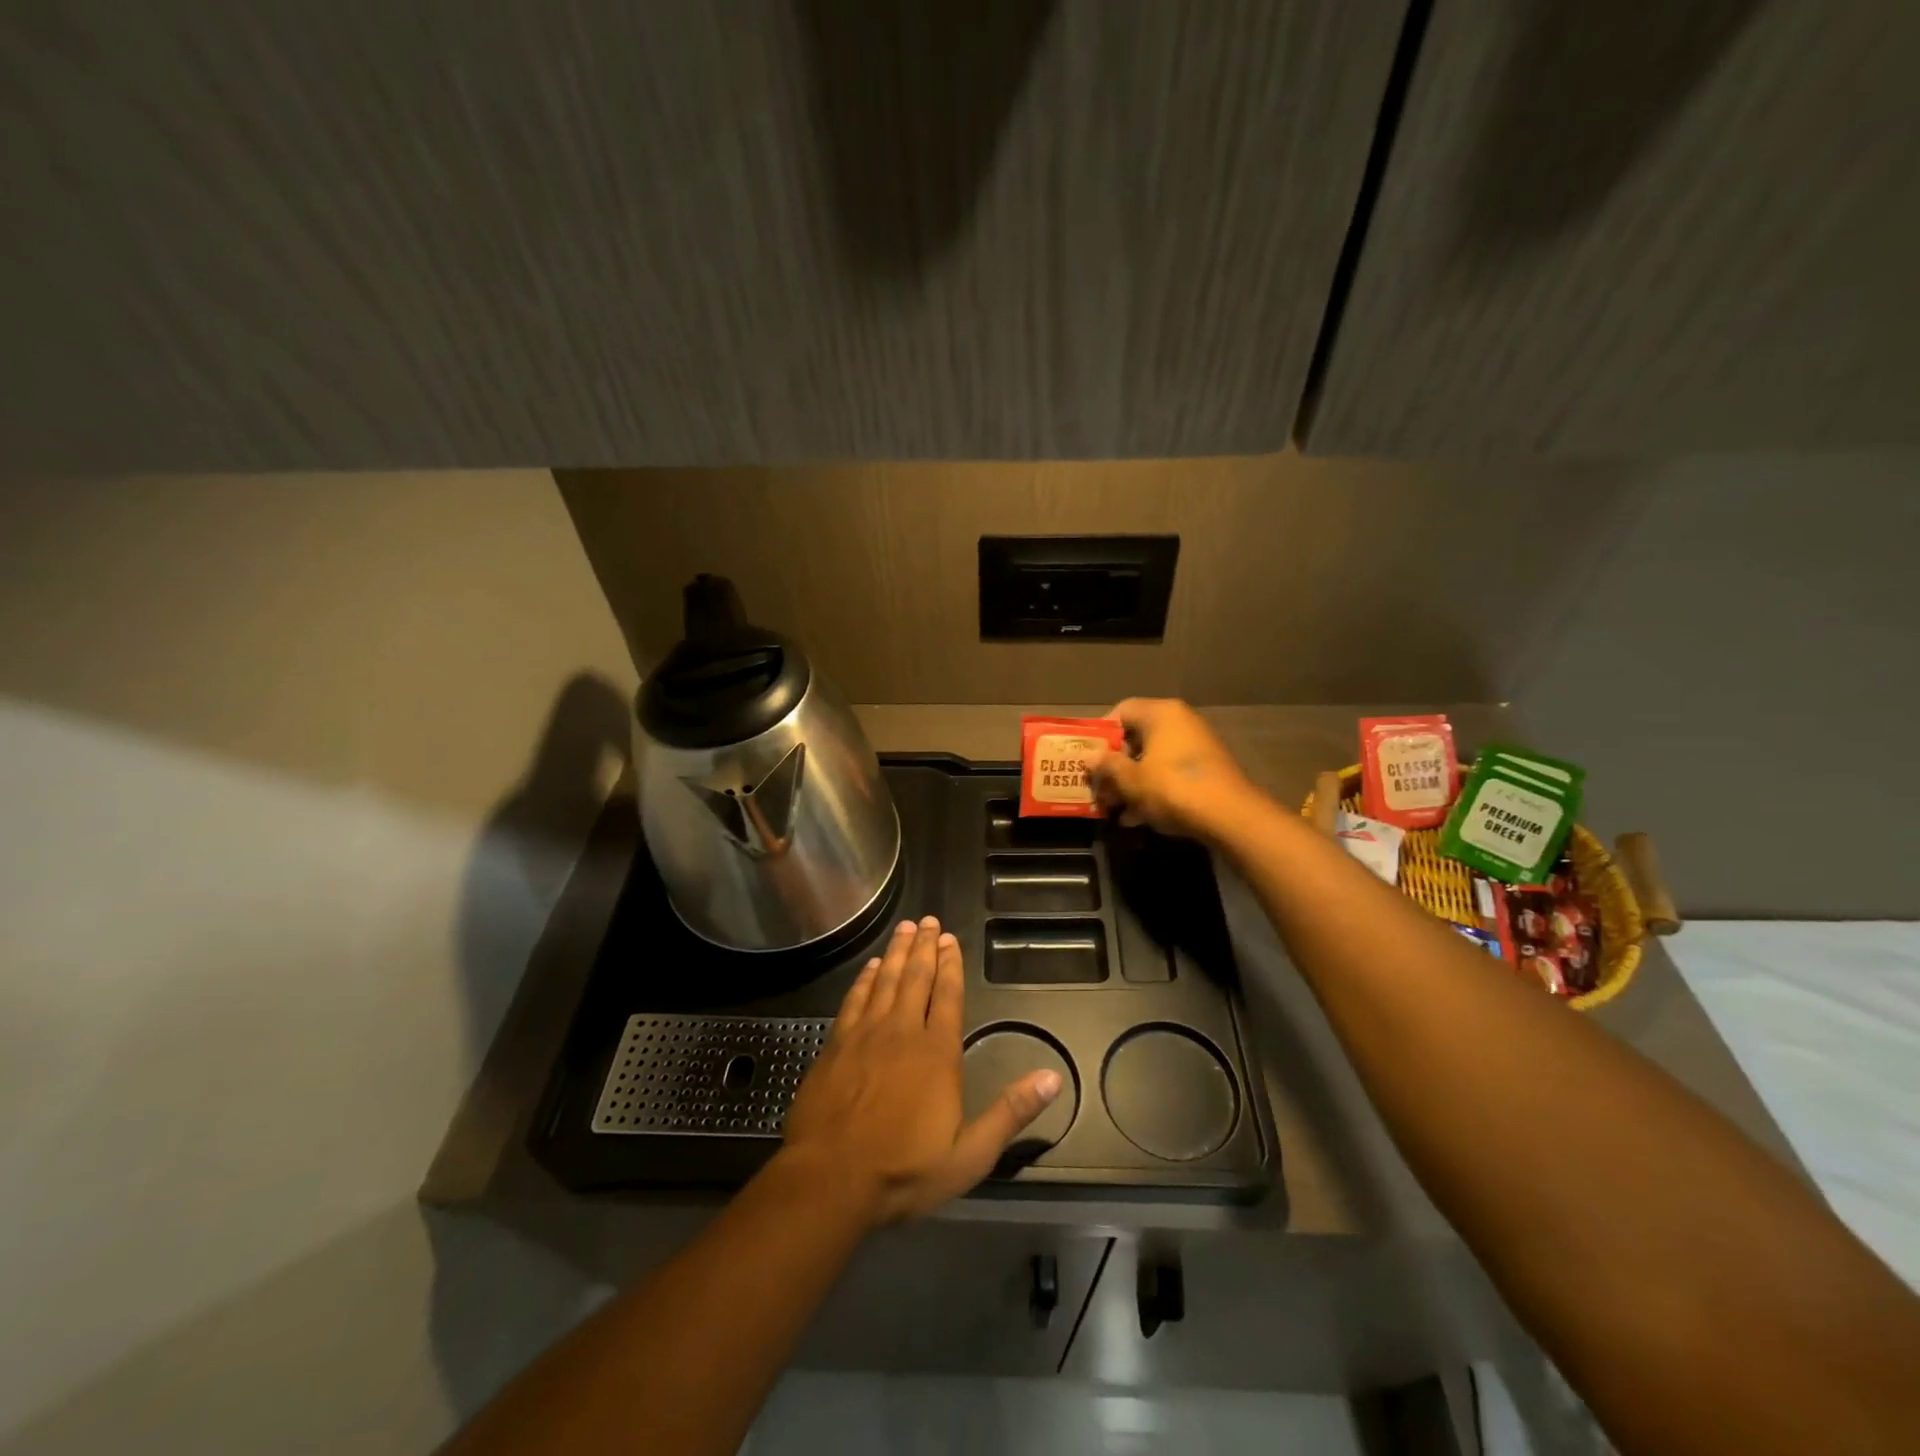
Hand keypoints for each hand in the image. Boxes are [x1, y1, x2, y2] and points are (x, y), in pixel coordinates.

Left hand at [781, 916, 1062, 1225]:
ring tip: (906, 928)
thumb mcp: (969, 1154)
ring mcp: (865, 1034)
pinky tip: (872, 966)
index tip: (951, 939)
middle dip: (926, 947)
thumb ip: (1010, 1113)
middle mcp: (902, 1031)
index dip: (951, 965)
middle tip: (930, 920)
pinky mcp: (836, 1044)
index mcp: (936, 1052)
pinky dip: (866, 978)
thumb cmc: (903, 1170)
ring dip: (898, 952)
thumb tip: (1051, 1078)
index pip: (947, 995)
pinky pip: (855, 999)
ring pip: (886, 980)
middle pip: (917, 978)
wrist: (830, 1180)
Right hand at [1090, 698, 1259, 840]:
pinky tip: (1137, 818)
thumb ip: (1107, 766)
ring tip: (1114, 809)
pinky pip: (1170, 774)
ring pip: (1152, 760)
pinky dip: (1153, 791)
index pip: (1121, 711)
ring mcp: (1196, 746)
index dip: (1100, 733)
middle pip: (1136, 738)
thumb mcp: (1130, 779)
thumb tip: (1091, 757)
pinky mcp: (1207, 769)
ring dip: (1131, 783)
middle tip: (1098, 788)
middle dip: (1114, 766)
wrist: (1230, 816)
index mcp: (1161, 713)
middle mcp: (1180, 722)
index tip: (1088, 757)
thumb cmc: (1172, 788)